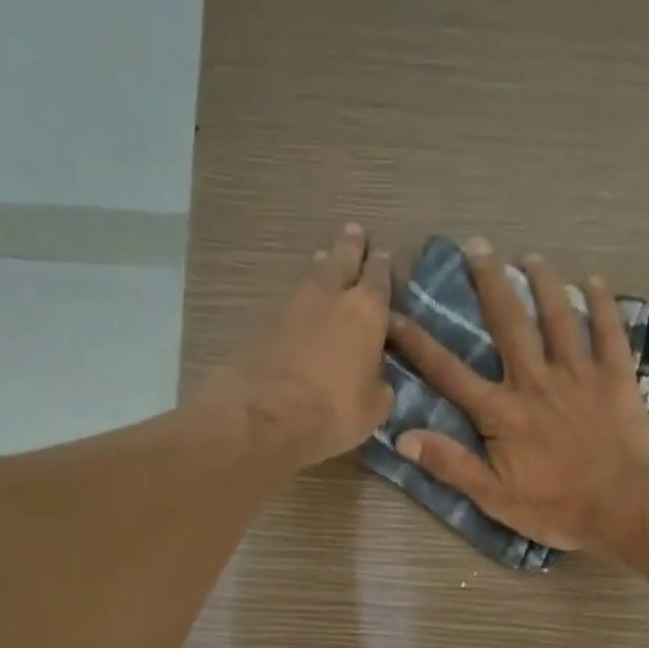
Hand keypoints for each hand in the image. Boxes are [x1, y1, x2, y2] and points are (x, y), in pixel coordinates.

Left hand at [227, 222, 392, 468]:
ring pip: (313, 274)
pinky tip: (302, 304)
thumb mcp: (374, 408)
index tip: (383, 256)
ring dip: (322, 265)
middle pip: (342, 258)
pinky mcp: (265, 321)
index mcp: (367, 312)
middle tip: (354, 232)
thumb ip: (380, 386)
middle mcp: (331, 296)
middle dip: (350, 245)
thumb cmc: (334, 411)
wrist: (266, 415)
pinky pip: (291, 300)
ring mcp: (294, 304)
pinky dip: (300, 297)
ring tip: (325, 260)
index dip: (382, 267)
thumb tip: (377, 380)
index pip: (379, 277)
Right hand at [386, 238, 648, 550]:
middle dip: (490, 282)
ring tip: (532, 256)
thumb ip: (451, 464)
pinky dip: (602, 304)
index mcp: (502, 412)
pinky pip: (609, 331)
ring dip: (544, 283)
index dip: (419, 344)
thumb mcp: (494, 497)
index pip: (450, 373)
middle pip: (508, 324)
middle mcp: (535, 381)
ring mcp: (579, 374)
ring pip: (558, 317)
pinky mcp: (616, 377)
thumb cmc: (556, 508)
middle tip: (477, 245)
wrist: (623, 506)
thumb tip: (403, 437)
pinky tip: (594, 281)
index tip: (395, 314)